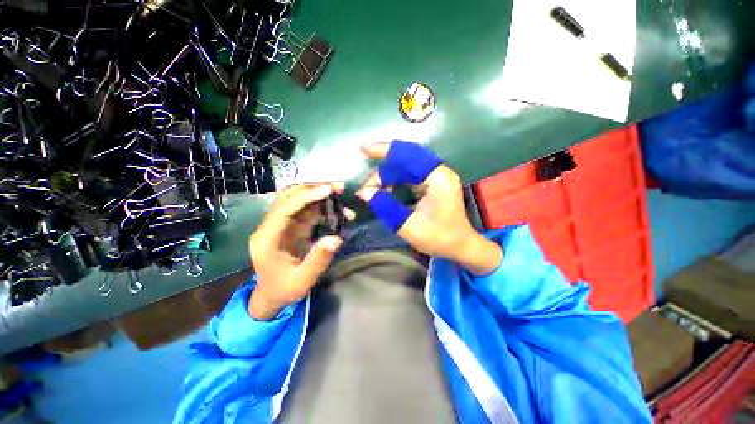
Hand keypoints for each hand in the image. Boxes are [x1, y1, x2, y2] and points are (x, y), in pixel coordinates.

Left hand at [248, 183, 344, 319]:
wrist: (271, 296)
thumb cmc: (283, 290)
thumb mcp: (302, 280)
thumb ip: (318, 259)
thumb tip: (337, 239)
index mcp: (267, 238)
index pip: (284, 207)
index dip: (306, 196)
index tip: (329, 190)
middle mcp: (271, 226)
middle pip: (289, 197)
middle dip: (313, 189)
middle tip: (338, 188)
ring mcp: (281, 224)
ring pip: (298, 199)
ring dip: (319, 194)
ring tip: (340, 195)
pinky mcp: (291, 226)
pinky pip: (306, 210)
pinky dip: (322, 206)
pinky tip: (337, 209)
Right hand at [357, 141, 501, 274]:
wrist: (460, 246)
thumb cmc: (438, 238)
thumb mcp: (407, 225)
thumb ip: (385, 206)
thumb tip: (364, 193)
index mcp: (437, 178)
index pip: (408, 155)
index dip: (384, 150)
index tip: (363, 148)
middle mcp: (439, 171)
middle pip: (407, 157)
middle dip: (384, 164)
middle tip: (366, 171)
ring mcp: (438, 176)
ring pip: (408, 165)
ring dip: (389, 173)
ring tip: (373, 186)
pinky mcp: (435, 183)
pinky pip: (412, 174)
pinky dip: (397, 179)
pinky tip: (386, 187)